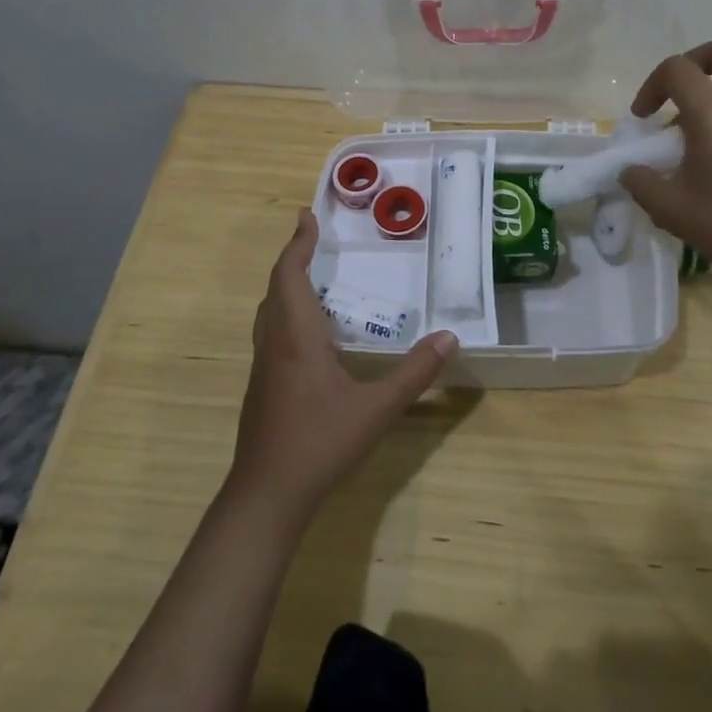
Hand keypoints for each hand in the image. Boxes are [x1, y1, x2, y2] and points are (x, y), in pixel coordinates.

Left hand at [229, 209, 456, 526]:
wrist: (266, 495)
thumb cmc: (319, 444)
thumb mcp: (376, 409)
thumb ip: (414, 373)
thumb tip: (450, 338)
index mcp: (297, 336)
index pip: (289, 275)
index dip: (297, 243)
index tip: (307, 215)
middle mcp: (274, 343)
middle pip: (275, 288)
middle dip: (292, 258)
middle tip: (312, 237)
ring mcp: (263, 366)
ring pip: (269, 311)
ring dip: (286, 285)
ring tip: (311, 275)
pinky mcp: (262, 386)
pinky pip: (271, 331)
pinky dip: (286, 311)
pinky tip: (308, 331)